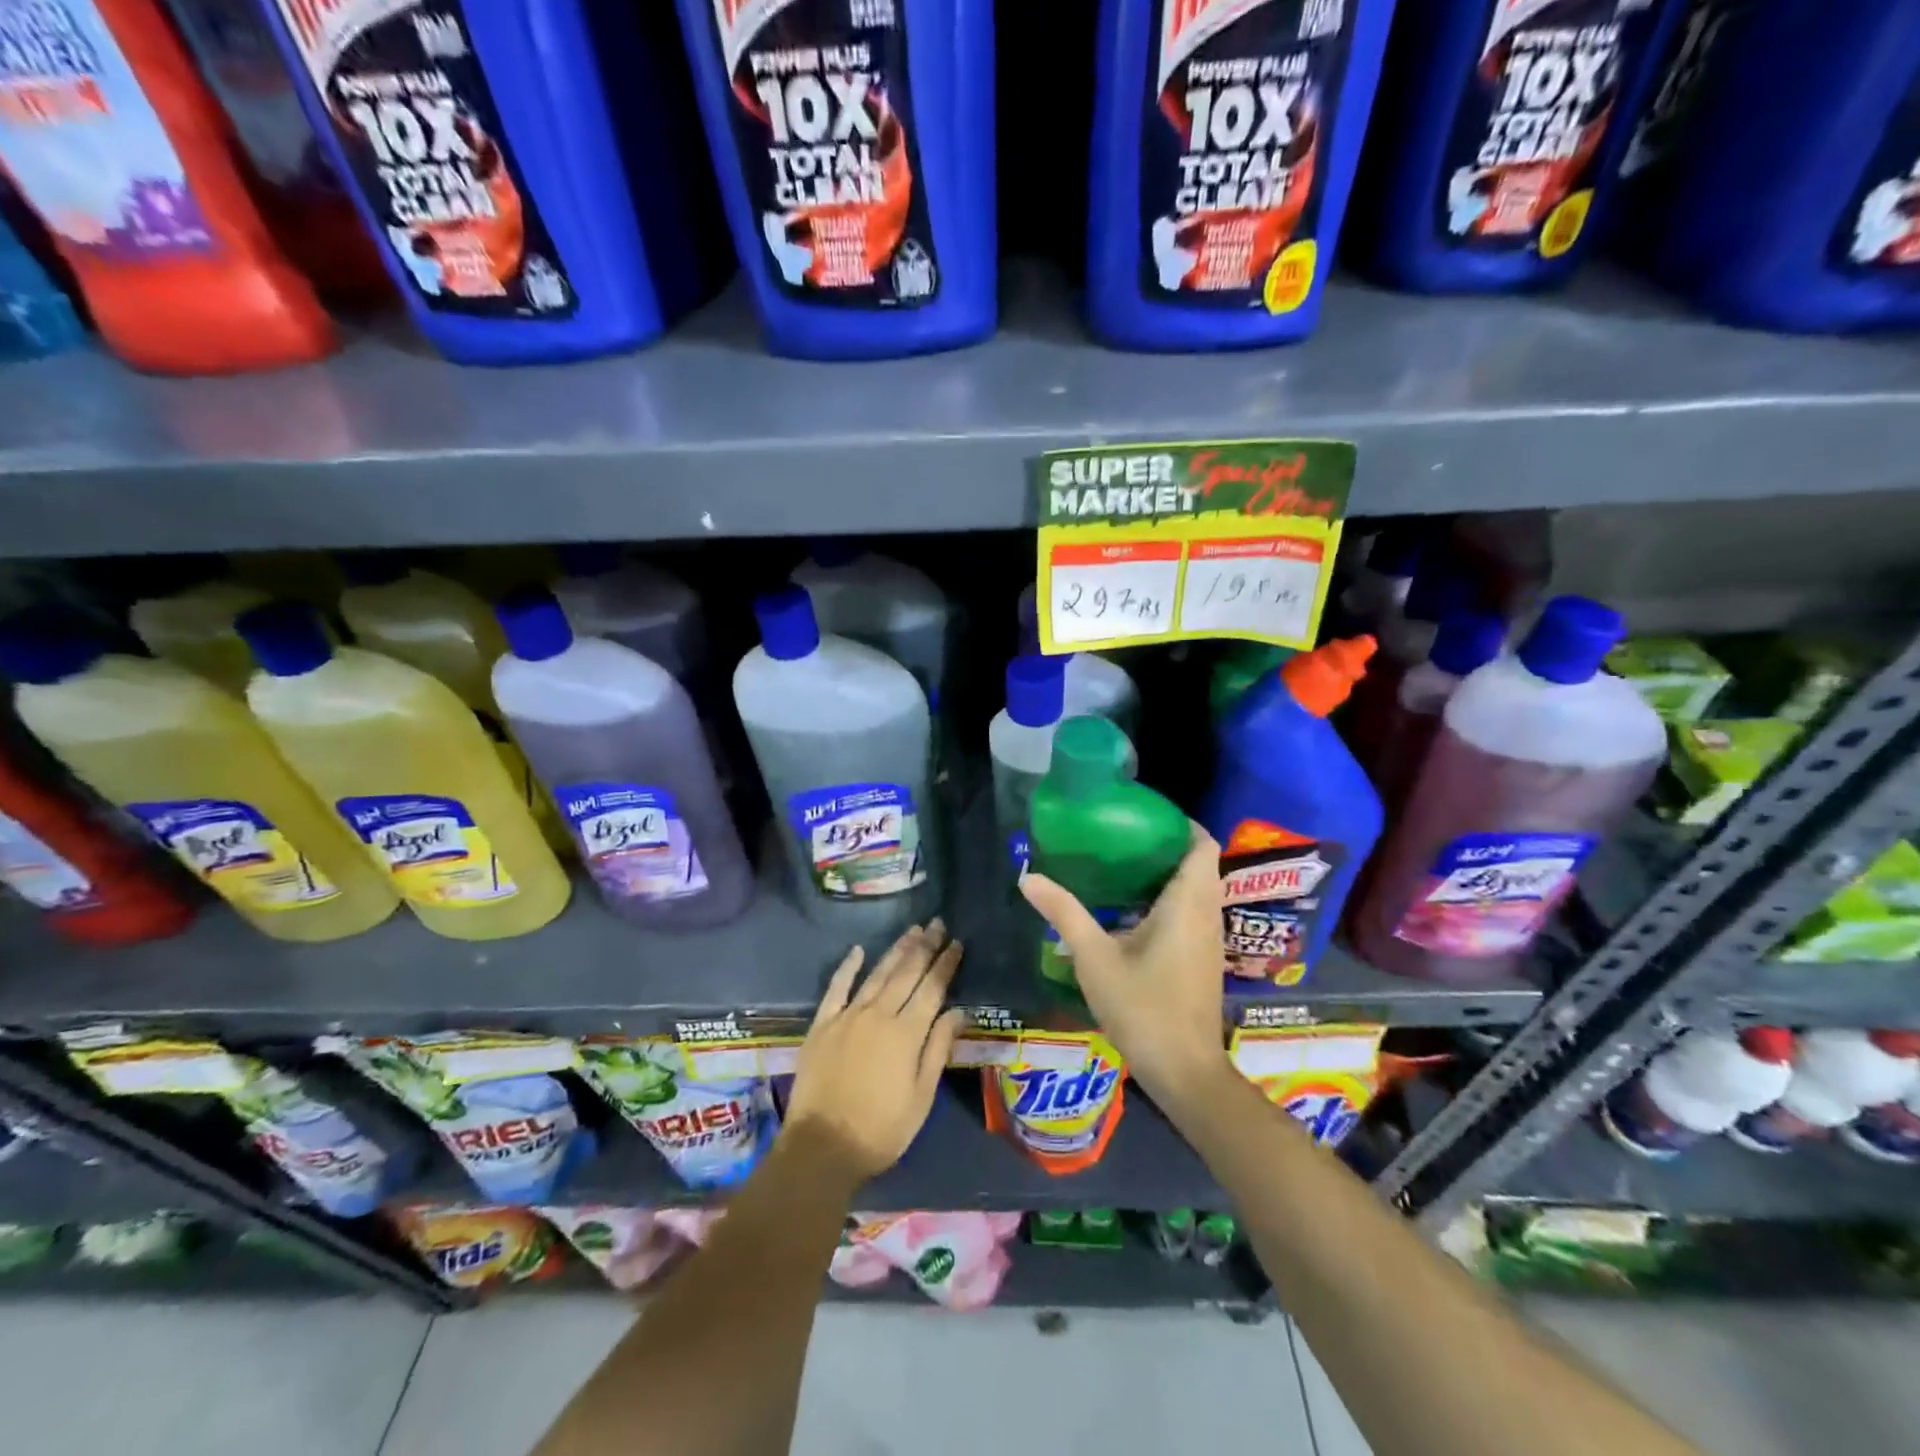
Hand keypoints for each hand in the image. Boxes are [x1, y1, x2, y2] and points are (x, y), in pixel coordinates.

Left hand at [782, 920, 966, 1185]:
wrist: (821, 1146)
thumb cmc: (881, 1130)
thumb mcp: (921, 1097)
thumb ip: (938, 1049)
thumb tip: (959, 1011)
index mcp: (907, 1033)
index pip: (932, 989)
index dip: (945, 964)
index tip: (956, 943)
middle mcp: (879, 1014)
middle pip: (906, 973)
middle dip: (924, 947)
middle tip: (937, 923)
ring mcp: (848, 1016)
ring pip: (877, 974)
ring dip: (896, 950)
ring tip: (912, 930)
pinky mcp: (823, 1024)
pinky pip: (837, 987)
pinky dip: (848, 967)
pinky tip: (858, 950)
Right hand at [1019, 828, 1231, 1108]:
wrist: (1185, 1071)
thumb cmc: (1143, 1008)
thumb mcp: (1094, 958)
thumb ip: (1064, 913)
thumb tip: (1029, 877)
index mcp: (1187, 903)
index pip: (1203, 844)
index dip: (1180, 823)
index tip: (1144, 814)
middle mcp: (1206, 914)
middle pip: (1199, 863)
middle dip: (1166, 844)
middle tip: (1122, 835)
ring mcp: (1209, 939)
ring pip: (1198, 889)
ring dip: (1168, 873)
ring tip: (1122, 864)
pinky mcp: (1203, 959)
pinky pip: (1193, 911)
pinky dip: (1170, 898)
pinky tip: (1132, 909)